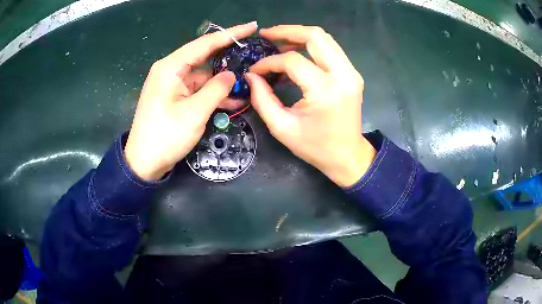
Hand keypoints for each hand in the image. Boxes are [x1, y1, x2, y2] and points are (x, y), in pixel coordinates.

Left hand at [125, 22, 256, 180]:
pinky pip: (198, 88)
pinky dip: (213, 93)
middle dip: (228, 55)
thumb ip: (216, 89)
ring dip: (223, 80)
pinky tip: (233, 99)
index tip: (251, 27)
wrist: (144, 162)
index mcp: (171, 67)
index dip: (230, 34)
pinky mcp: (174, 96)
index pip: (205, 43)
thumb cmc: (165, 137)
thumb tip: (232, 75)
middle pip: (204, 56)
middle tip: (253, 52)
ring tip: (249, 81)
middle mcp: (171, 70)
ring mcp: (172, 83)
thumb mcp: (194, 113)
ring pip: (203, 75)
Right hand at [246, 25, 375, 186]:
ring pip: (325, 39)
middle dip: (287, 31)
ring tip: (278, 43)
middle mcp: (343, 75)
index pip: (293, 61)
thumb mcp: (282, 128)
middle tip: (266, 35)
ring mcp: (351, 73)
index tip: (255, 70)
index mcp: (326, 90)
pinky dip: (311, 47)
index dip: (269, 62)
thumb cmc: (315, 147)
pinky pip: (330, 49)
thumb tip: (251, 75)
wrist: (348, 156)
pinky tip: (295, 55)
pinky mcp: (352, 74)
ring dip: (299, 36)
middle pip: (315, 36)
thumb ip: (262, 99)